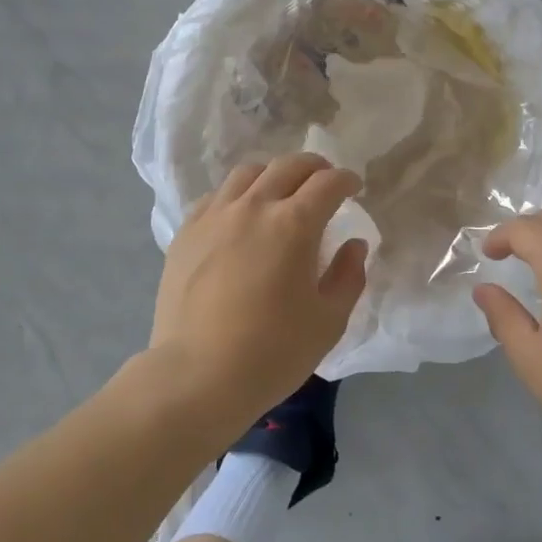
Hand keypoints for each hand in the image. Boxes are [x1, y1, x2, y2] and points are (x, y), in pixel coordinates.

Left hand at [149, 153, 368, 435]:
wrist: (197, 376)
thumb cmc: (272, 352)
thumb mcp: (328, 321)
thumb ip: (348, 276)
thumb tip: (354, 244)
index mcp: (294, 224)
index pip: (327, 183)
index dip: (346, 180)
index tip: (353, 188)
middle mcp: (254, 207)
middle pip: (288, 166)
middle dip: (313, 167)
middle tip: (323, 181)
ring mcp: (215, 216)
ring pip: (248, 173)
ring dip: (273, 174)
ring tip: (280, 192)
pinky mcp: (186, 232)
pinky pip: (216, 196)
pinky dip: (237, 194)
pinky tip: (240, 215)